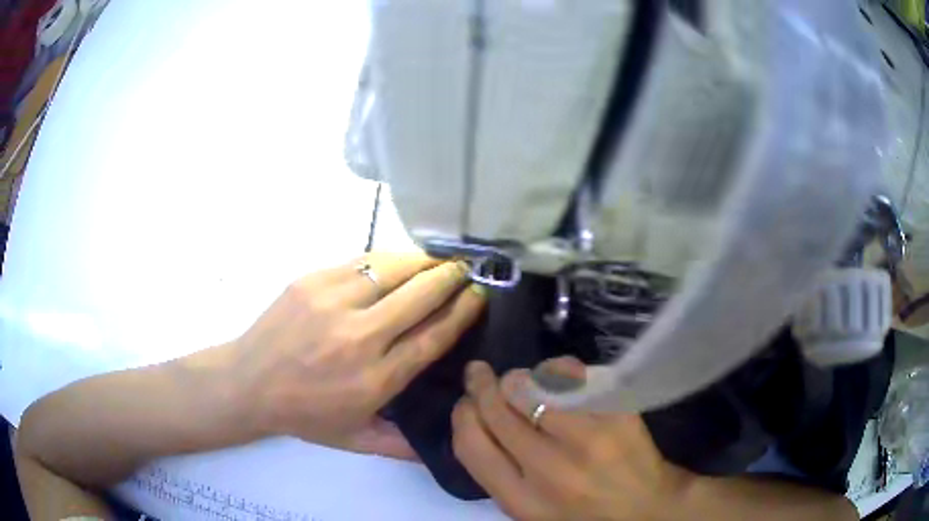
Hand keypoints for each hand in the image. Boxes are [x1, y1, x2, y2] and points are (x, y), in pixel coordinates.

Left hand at [231, 253, 485, 458]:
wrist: (249, 383)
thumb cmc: (304, 414)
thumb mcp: (355, 440)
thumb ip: (402, 444)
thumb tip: (448, 445)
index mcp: (376, 379)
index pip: (432, 337)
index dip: (461, 313)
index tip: (478, 297)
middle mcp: (360, 338)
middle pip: (420, 297)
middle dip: (450, 279)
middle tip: (465, 271)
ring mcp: (333, 304)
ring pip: (393, 270)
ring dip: (422, 262)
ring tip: (437, 262)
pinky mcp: (312, 282)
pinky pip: (361, 262)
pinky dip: (387, 260)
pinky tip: (396, 262)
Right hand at [451, 358, 692, 520]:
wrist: (644, 508)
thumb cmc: (580, 514)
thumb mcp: (528, 510)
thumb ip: (498, 472)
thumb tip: (474, 416)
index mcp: (521, 500)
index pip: (471, 443)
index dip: (462, 415)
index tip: (465, 403)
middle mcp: (550, 469)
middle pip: (497, 409)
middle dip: (482, 385)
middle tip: (480, 375)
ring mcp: (588, 438)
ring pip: (531, 386)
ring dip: (518, 378)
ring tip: (519, 381)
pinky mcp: (616, 413)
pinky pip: (573, 375)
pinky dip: (557, 370)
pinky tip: (557, 377)